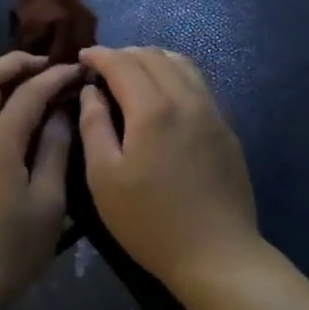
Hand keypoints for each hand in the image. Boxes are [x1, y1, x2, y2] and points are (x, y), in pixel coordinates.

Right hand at [77, 46, 262, 298]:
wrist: (217, 255)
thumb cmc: (150, 222)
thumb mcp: (104, 179)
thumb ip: (93, 126)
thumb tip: (91, 91)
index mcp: (153, 109)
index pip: (123, 63)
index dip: (99, 55)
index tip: (81, 56)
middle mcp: (186, 99)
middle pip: (153, 56)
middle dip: (124, 54)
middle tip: (102, 69)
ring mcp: (212, 111)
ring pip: (181, 63)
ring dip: (152, 59)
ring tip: (132, 74)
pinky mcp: (226, 128)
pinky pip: (199, 83)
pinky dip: (175, 74)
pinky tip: (164, 93)